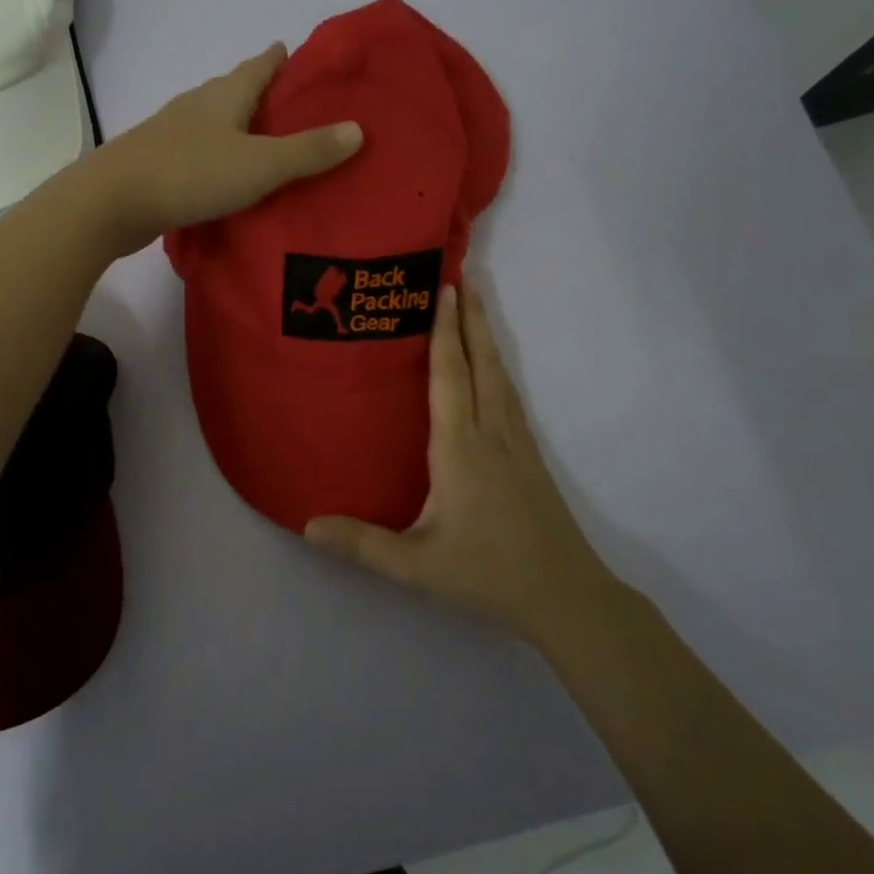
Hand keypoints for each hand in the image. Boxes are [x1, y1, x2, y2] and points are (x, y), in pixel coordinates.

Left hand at [77, 43, 361, 256]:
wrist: (112, 201)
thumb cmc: (191, 174)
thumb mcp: (260, 164)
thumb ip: (308, 151)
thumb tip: (358, 129)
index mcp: (224, 95)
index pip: (259, 65)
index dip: (279, 58)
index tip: (296, 52)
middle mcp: (197, 105)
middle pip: (234, 89)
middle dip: (260, 91)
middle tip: (290, 103)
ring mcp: (172, 132)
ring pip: (214, 120)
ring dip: (237, 125)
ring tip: (263, 140)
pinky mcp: (157, 161)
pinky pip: (198, 150)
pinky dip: (218, 154)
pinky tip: (225, 174)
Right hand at [305, 278, 619, 645]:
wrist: (566, 597)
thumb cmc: (487, 575)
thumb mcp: (416, 566)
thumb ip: (362, 545)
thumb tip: (307, 524)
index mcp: (460, 450)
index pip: (450, 378)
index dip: (444, 332)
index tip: (443, 289)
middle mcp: (491, 435)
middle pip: (482, 363)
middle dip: (471, 318)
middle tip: (462, 277)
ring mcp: (517, 444)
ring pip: (501, 376)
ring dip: (487, 337)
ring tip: (477, 307)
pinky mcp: (531, 458)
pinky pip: (510, 396)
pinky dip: (498, 367)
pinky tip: (494, 370)